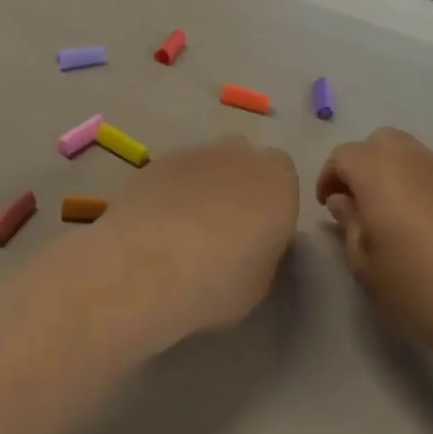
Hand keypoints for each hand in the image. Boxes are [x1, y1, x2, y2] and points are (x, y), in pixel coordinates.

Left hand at [94, 138, 299, 347]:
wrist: (148, 266)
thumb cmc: (219, 280)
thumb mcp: (261, 281)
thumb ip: (263, 250)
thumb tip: (250, 245)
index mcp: (278, 181)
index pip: (284, 179)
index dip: (271, 205)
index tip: (258, 235)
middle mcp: (240, 154)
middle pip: (244, 163)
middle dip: (237, 187)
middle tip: (223, 230)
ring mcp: (195, 152)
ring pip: (207, 166)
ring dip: (202, 189)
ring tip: (182, 232)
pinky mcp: (157, 161)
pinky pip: (174, 174)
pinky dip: (170, 193)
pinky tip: (156, 226)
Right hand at [316, 128, 432, 361]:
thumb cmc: (422, 292)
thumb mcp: (367, 268)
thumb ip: (350, 226)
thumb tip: (345, 201)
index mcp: (380, 175)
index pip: (344, 156)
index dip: (330, 177)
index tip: (329, 207)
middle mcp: (415, 163)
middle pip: (381, 142)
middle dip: (363, 164)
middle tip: (360, 203)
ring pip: (413, 155)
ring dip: (394, 174)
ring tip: (394, 218)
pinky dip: (424, 189)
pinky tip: (431, 231)